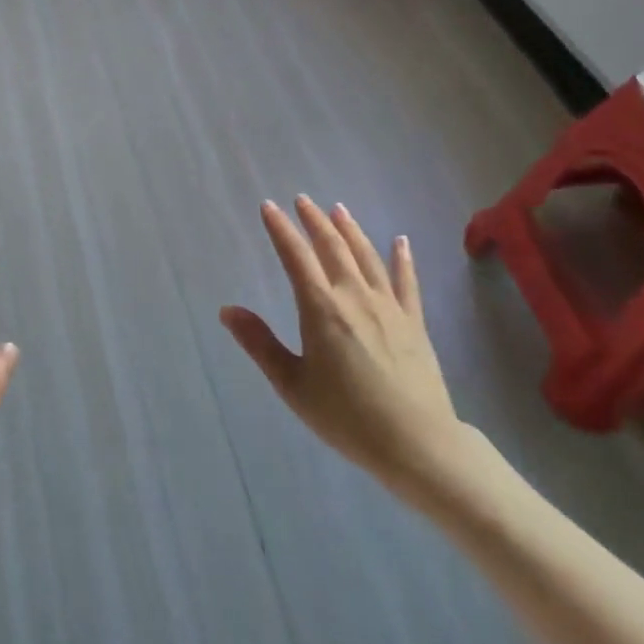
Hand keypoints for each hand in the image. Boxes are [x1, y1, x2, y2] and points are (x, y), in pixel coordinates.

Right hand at [221, 197, 467, 496]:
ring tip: (339, 209)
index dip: (281, 229)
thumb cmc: (346, 417)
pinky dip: (402, 258)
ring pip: (366, 256)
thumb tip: (228, 310)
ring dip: (350, 230)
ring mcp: (388, 306)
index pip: (296, 257)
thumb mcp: (292, 385)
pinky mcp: (414, 321)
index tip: (269, 207)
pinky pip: (406, 281)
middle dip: (314, 221)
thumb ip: (260, 344)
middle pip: (332, 247)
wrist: (416, 443)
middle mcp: (354, 296)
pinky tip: (400, 241)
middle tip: (303, 200)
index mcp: (321, 309)